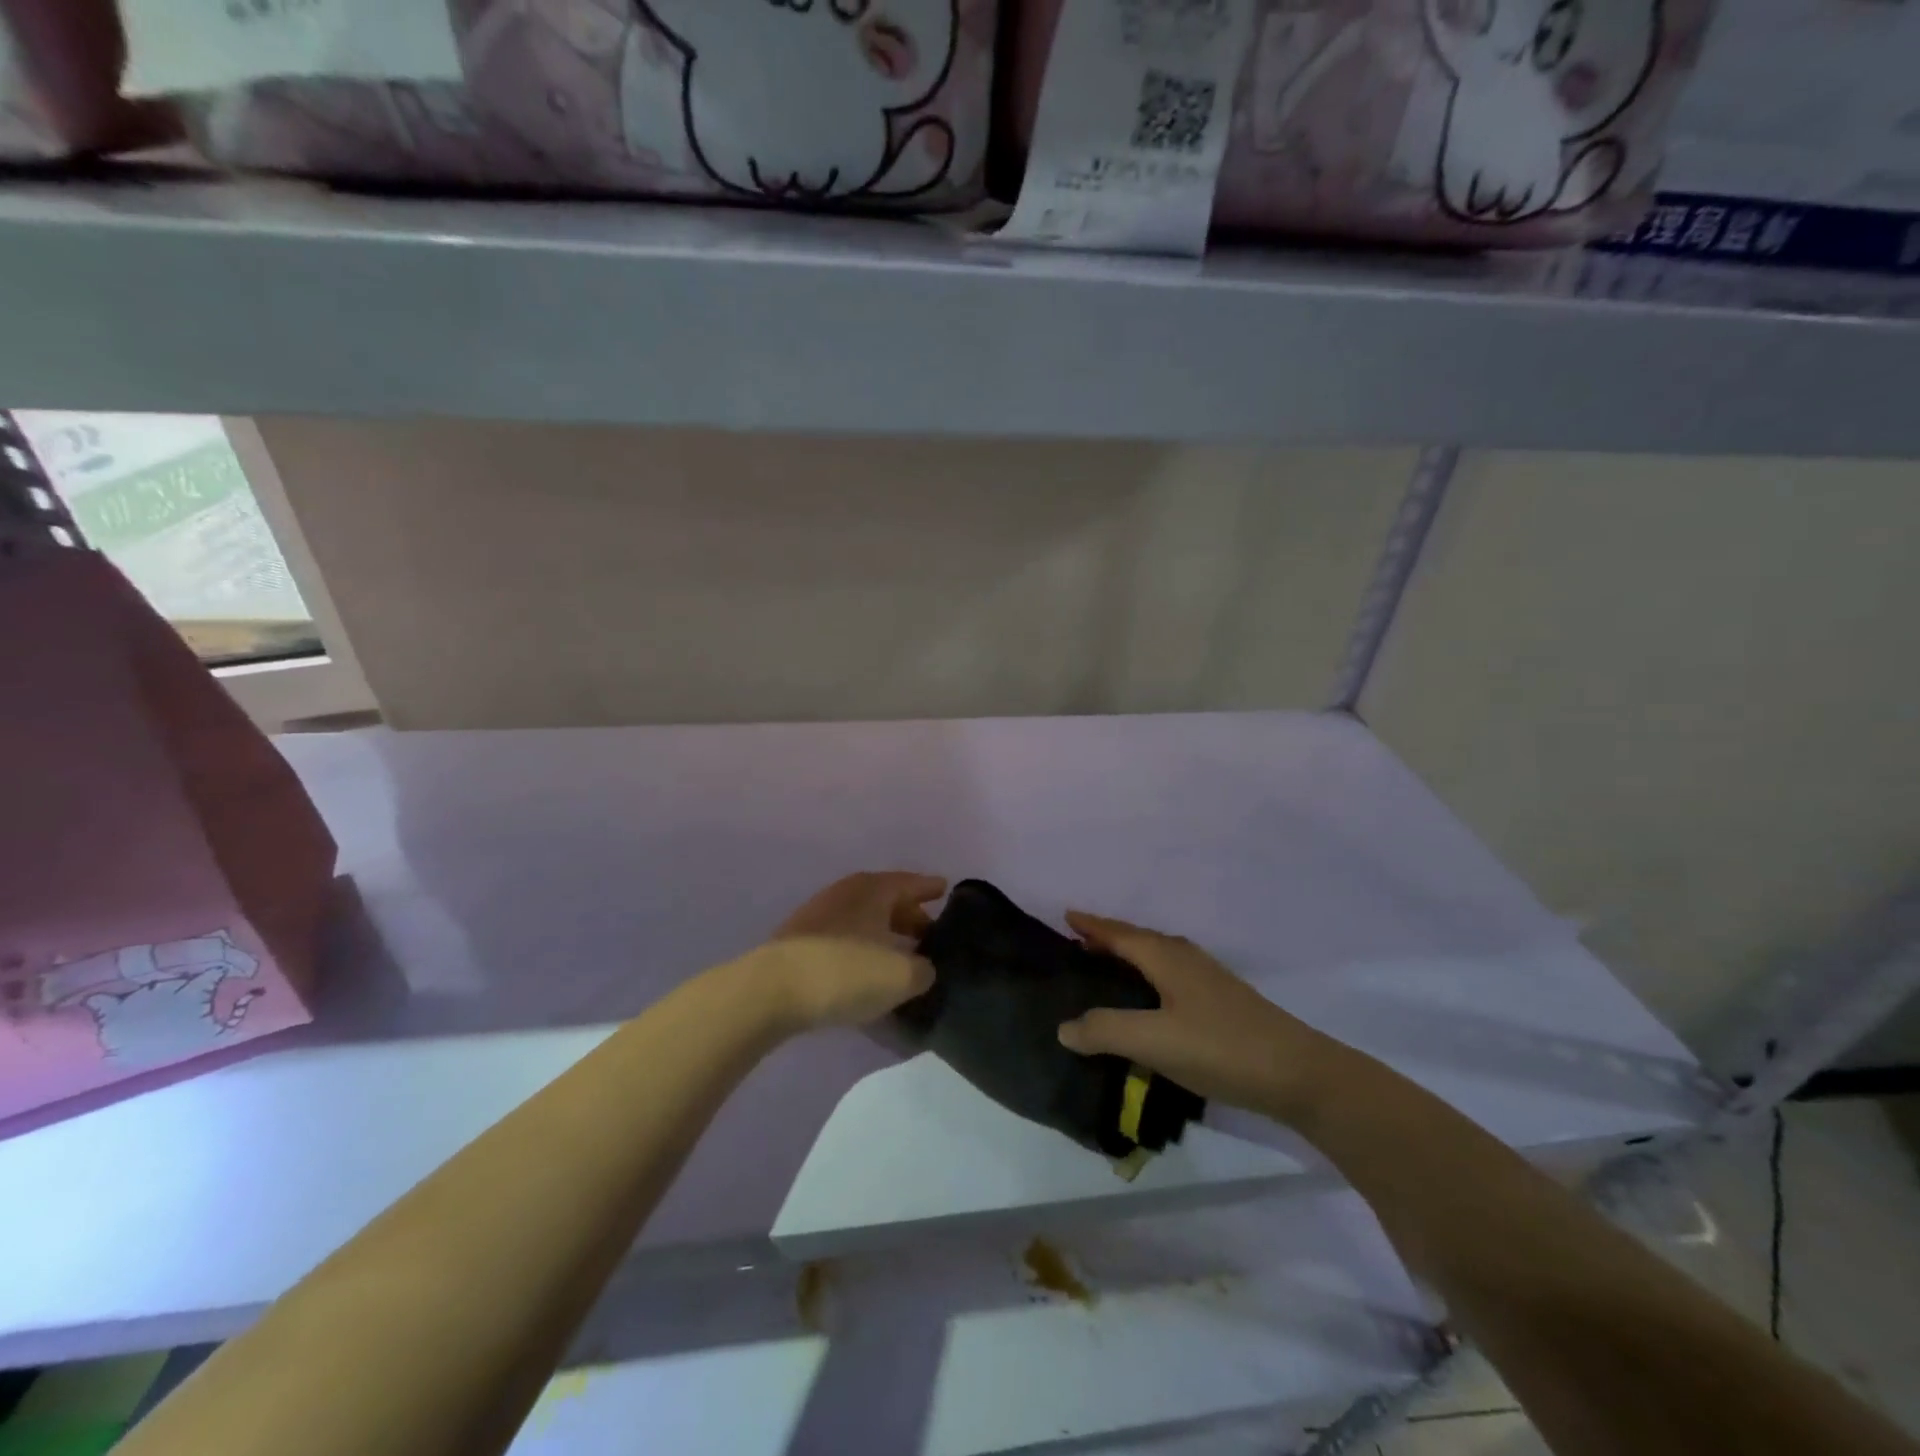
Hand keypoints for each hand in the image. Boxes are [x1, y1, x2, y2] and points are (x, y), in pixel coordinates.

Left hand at [755, 871, 945, 1031]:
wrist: (771, 991)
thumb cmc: (846, 972)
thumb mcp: (901, 976)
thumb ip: (923, 970)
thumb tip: (923, 969)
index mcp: (874, 889)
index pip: (910, 882)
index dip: (930, 887)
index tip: (946, 889)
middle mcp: (846, 893)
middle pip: (886, 900)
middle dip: (909, 915)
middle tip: (929, 934)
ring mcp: (818, 916)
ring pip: (863, 920)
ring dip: (883, 934)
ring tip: (900, 956)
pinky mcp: (799, 943)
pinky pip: (843, 939)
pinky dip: (860, 950)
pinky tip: (866, 972)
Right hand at [1056, 911, 1329, 1118]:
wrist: (1298, 1074)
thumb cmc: (1220, 1047)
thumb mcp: (1154, 1041)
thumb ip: (1105, 1031)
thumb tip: (1064, 1026)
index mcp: (1167, 958)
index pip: (1120, 933)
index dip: (1092, 925)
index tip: (1067, 915)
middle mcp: (1187, 959)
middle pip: (1139, 939)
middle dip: (1109, 938)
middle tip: (1080, 944)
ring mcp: (1209, 980)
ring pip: (1158, 956)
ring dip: (1130, 956)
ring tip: (1109, 969)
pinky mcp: (1224, 1003)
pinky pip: (1172, 975)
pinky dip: (1150, 976)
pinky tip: (1152, 1002)